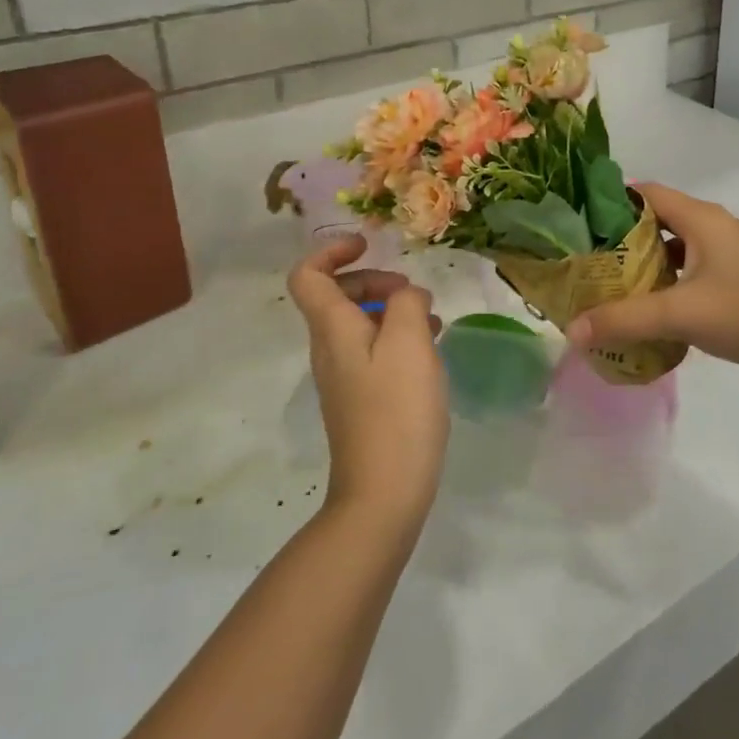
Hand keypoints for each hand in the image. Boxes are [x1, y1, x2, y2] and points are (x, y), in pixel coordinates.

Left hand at [287, 236, 449, 526]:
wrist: (384, 492)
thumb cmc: (397, 409)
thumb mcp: (409, 341)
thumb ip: (406, 302)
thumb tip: (406, 296)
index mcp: (333, 329)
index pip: (308, 275)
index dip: (332, 250)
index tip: (369, 245)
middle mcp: (330, 348)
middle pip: (337, 295)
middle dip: (374, 280)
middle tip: (412, 292)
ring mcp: (344, 376)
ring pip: (360, 322)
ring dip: (392, 309)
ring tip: (431, 320)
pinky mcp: (361, 398)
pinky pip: (373, 349)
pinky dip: (398, 337)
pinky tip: (430, 350)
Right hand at [564, 183, 738, 394]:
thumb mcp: (680, 315)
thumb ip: (624, 320)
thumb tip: (571, 332)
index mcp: (702, 219)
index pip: (645, 192)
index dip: (610, 202)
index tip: (576, 224)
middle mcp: (713, 228)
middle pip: (656, 221)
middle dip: (620, 240)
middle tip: (584, 262)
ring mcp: (727, 256)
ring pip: (673, 250)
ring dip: (643, 266)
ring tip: (606, 287)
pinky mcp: (735, 282)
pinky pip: (689, 274)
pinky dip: (665, 286)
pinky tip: (646, 311)